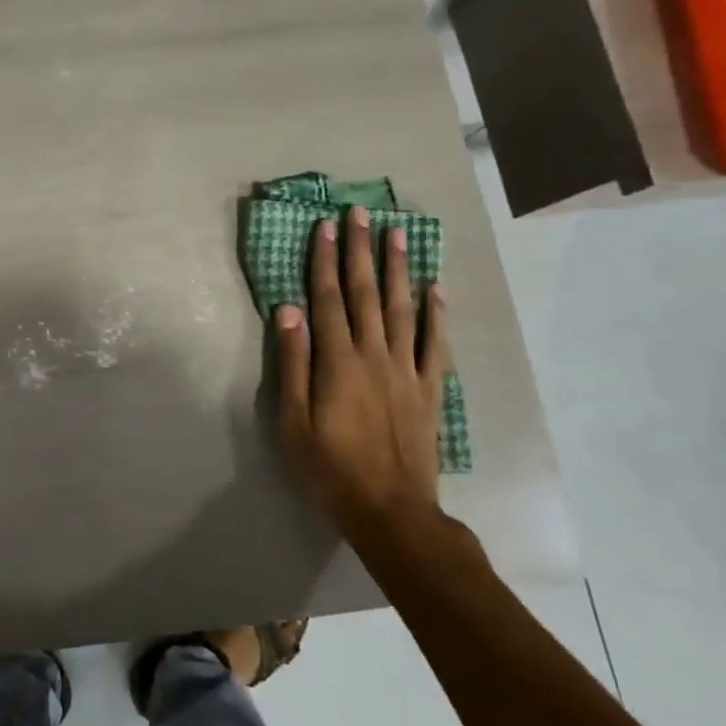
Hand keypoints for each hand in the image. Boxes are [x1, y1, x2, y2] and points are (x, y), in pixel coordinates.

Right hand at [273, 207, 450, 556]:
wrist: (391, 513)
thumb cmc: (330, 470)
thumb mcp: (293, 422)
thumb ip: (292, 363)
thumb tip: (288, 310)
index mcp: (338, 362)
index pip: (327, 298)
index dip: (324, 260)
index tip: (325, 226)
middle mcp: (374, 355)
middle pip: (366, 293)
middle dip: (360, 250)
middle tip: (361, 212)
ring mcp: (406, 371)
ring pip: (402, 309)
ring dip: (398, 268)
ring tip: (398, 233)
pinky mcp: (429, 390)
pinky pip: (435, 344)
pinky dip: (437, 314)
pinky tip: (437, 287)